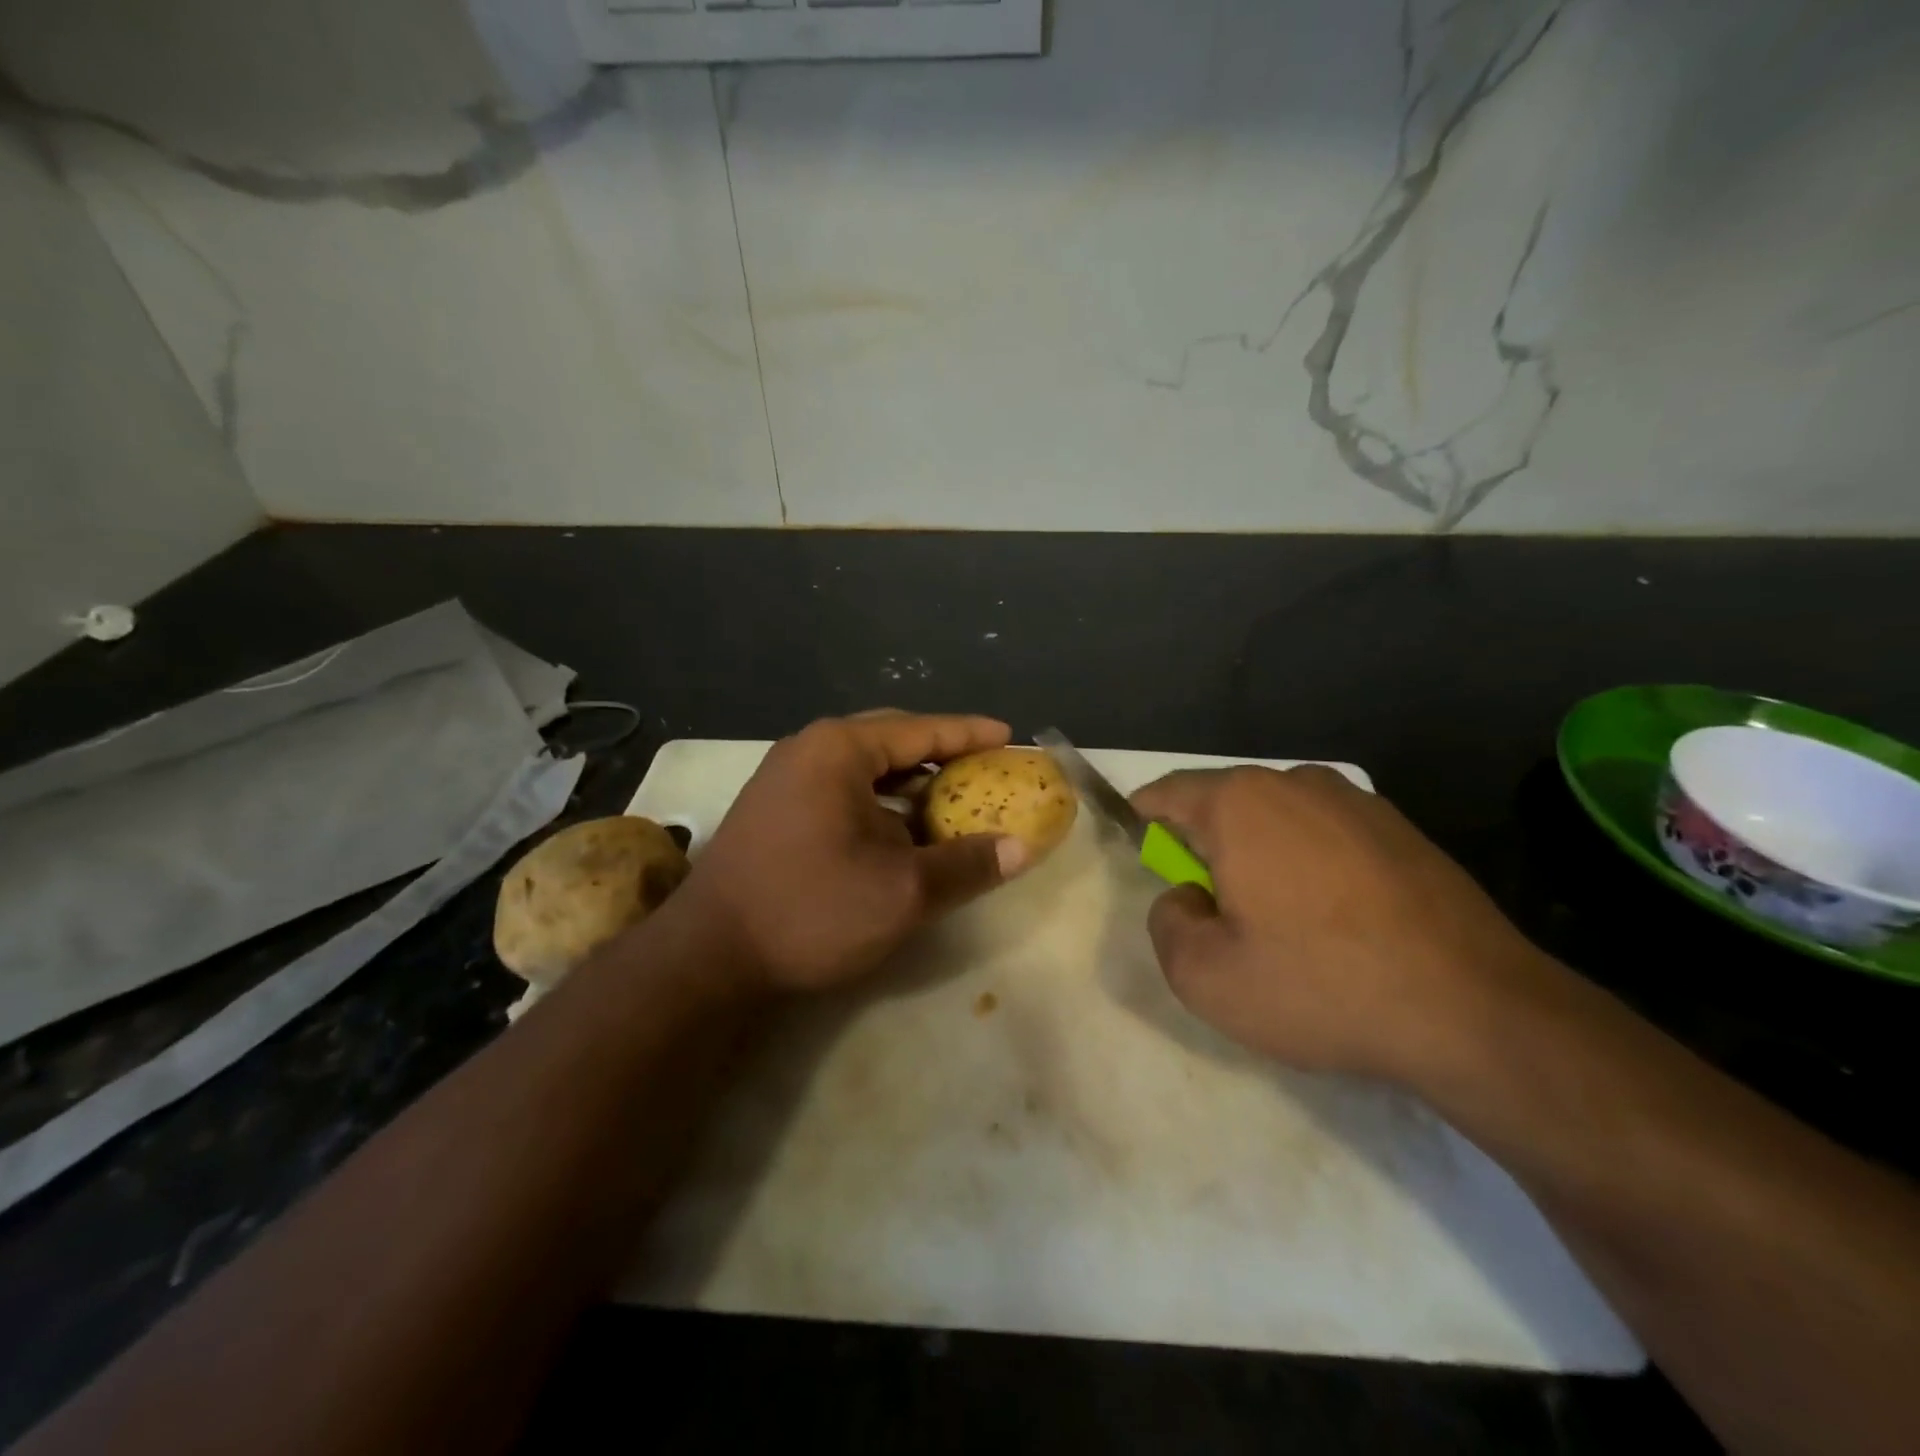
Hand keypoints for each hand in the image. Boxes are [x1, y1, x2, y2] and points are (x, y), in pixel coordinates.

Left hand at [673, 712, 1027, 994]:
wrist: (707, 957)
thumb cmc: (810, 910)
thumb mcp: (903, 892)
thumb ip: (966, 865)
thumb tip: (1021, 849)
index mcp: (840, 750)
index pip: (922, 730)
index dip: (971, 734)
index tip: (1009, 736)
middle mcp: (809, 750)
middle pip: (892, 740)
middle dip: (941, 755)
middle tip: (984, 770)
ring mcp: (785, 779)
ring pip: (864, 767)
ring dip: (909, 783)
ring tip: (951, 802)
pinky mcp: (774, 809)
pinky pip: (842, 789)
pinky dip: (879, 802)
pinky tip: (900, 831)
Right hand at [1131, 766, 1546, 1081]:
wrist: (1475, 1012)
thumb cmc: (1321, 985)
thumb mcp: (1205, 977)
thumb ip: (1167, 924)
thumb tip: (1188, 898)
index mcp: (1240, 804)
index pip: (1168, 792)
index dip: (1146, 819)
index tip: (1145, 852)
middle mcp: (1296, 784)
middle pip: (1224, 804)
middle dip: (1207, 845)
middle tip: (1215, 908)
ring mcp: (1358, 802)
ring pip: (1279, 818)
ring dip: (1260, 854)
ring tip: (1279, 920)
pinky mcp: (1403, 830)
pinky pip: (1328, 835)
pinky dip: (1310, 863)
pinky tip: (1334, 920)